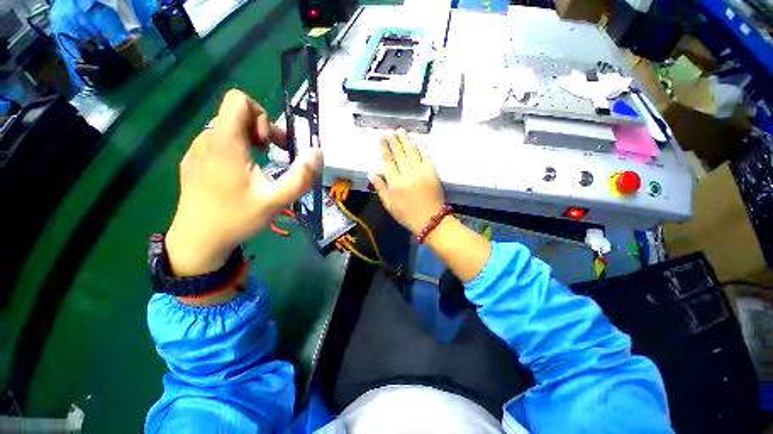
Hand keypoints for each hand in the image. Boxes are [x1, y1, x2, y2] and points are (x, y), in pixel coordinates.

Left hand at [165, 89, 322, 276]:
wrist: (197, 241)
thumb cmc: (237, 218)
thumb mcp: (277, 200)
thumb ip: (301, 176)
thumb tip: (318, 152)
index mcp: (225, 142)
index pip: (239, 100)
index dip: (262, 116)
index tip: (270, 144)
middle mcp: (207, 139)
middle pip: (236, 114)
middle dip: (261, 130)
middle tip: (273, 156)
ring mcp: (196, 150)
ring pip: (227, 129)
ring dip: (249, 141)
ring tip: (258, 168)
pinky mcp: (193, 162)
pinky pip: (216, 143)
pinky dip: (235, 151)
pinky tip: (239, 176)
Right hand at [369, 129, 444, 233]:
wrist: (430, 220)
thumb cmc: (407, 214)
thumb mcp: (389, 205)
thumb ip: (380, 188)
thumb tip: (371, 174)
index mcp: (394, 183)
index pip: (387, 161)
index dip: (383, 148)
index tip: (381, 137)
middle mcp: (407, 174)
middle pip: (399, 153)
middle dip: (394, 140)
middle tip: (390, 131)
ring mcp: (420, 171)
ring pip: (411, 151)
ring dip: (406, 140)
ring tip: (401, 130)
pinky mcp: (432, 172)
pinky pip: (426, 156)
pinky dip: (422, 147)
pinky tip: (418, 140)